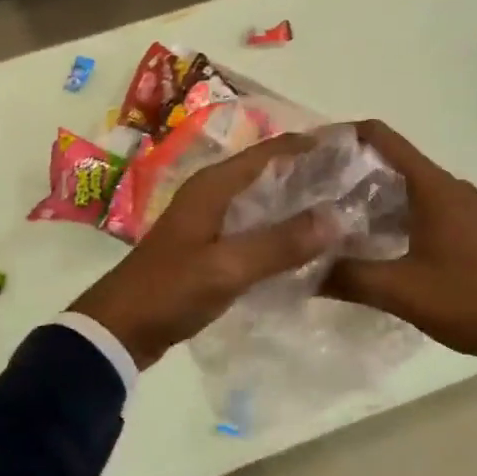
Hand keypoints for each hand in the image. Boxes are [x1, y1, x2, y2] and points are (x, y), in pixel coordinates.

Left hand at [71, 135, 335, 370]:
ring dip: (298, 202)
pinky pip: (256, 225)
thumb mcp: (227, 267)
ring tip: (342, 208)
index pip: (272, 150)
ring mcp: (211, 218)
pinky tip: (308, 242)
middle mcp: (214, 191)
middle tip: (356, 182)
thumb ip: (280, 243)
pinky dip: (282, 227)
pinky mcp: (211, 244)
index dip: (310, 146)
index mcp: (214, 184)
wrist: (119, 329)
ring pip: (264, 199)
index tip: (353, 149)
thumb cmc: (170, 290)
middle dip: (310, 173)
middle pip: (270, 171)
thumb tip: (337, 217)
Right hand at [327, 121, 476, 406]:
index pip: (381, 137)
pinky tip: (370, 243)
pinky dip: (391, 215)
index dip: (343, 134)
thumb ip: (350, 277)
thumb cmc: (473, 300)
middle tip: (308, 190)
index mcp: (433, 187)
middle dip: (348, 171)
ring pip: (405, 188)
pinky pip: (421, 208)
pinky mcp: (468, 229)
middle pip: (390, 161)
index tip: (307, 149)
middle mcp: (447, 187)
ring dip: (369, 197)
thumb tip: (302, 269)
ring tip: (329, 218)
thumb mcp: (404, 291)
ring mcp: (461, 208)